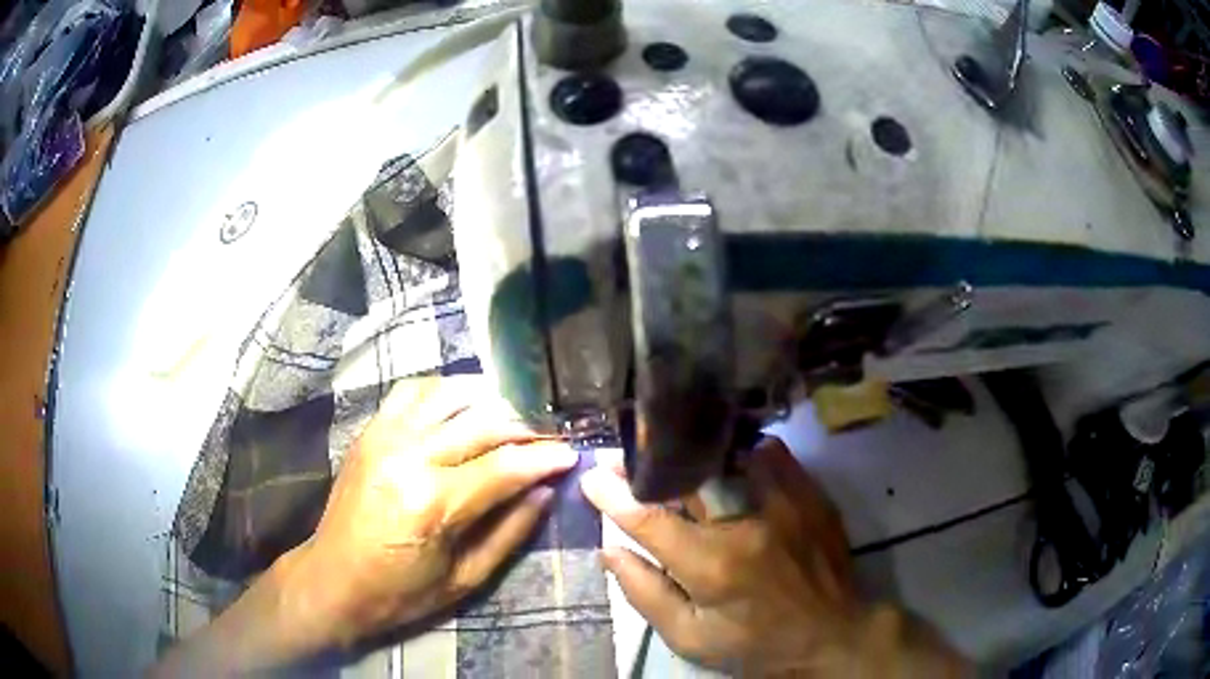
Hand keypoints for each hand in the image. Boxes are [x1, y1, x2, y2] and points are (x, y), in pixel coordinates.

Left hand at [288, 375, 578, 650]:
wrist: (333, 580)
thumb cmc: (401, 592)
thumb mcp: (466, 579)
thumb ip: (510, 531)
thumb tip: (545, 491)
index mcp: (433, 503)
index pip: (504, 465)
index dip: (545, 457)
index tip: (573, 453)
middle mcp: (408, 457)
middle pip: (482, 422)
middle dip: (526, 427)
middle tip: (549, 438)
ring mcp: (384, 437)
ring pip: (450, 395)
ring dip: (489, 402)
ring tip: (512, 420)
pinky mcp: (369, 431)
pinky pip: (413, 390)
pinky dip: (445, 391)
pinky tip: (462, 406)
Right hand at [581, 437, 967, 676]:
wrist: (832, 634)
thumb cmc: (754, 644)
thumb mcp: (690, 638)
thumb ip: (645, 594)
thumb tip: (609, 549)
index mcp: (712, 565)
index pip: (649, 519)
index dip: (613, 496)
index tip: (592, 477)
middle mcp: (747, 523)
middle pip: (687, 478)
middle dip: (649, 468)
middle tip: (627, 462)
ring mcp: (785, 501)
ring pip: (727, 457)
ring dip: (693, 456)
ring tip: (670, 455)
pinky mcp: (810, 494)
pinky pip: (769, 454)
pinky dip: (740, 452)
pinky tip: (725, 457)